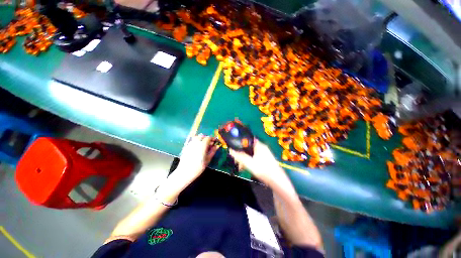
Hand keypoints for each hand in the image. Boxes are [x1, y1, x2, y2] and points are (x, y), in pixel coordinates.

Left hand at [169, 135, 218, 189]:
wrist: (185, 172)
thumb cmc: (198, 167)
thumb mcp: (207, 160)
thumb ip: (212, 151)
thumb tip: (217, 146)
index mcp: (202, 145)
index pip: (208, 138)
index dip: (212, 138)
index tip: (215, 141)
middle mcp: (196, 142)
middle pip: (202, 136)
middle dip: (206, 138)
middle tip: (210, 143)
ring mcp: (190, 144)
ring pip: (196, 137)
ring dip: (201, 138)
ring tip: (203, 144)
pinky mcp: (186, 147)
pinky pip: (191, 140)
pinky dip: (195, 140)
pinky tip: (197, 146)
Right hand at [229, 139, 284, 184]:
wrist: (276, 180)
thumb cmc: (263, 169)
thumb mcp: (249, 163)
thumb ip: (239, 156)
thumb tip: (231, 150)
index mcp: (259, 146)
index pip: (248, 139)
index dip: (240, 142)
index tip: (235, 148)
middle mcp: (262, 147)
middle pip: (248, 147)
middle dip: (241, 153)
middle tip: (237, 161)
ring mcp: (264, 153)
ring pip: (251, 153)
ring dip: (245, 159)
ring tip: (240, 167)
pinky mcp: (265, 159)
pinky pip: (254, 157)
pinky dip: (249, 161)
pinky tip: (246, 168)